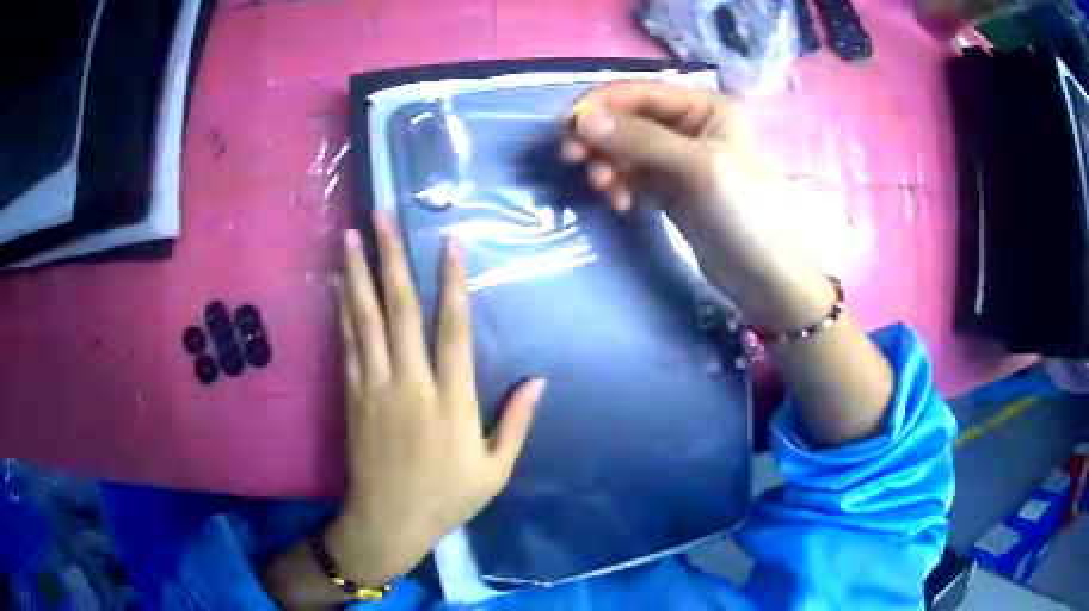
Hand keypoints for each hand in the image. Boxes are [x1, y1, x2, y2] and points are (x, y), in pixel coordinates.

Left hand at [328, 216, 545, 585]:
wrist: (388, 521)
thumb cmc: (447, 497)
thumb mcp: (496, 470)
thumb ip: (516, 423)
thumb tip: (539, 381)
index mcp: (450, 401)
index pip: (452, 329)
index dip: (452, 282)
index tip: (450, 242)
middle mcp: (410, 383)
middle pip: (399, 310)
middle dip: (390, 258)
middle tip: (381, 215)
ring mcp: (375, 387)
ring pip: (365, 319)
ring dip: (358, 273)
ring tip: (350, 234)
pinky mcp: (353, 395)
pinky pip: (349, 344)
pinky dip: (344, 310)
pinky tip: (341, 284)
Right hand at [562, 81, 831, 330]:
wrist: (765, 276)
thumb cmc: (744, 213)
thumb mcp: (697, 167)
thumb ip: (639, 139)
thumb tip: (581, 119)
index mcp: (703, 106)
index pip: (639, 92)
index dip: (600, 105)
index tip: (569, 130)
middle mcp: (689, 125)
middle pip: (627, 119)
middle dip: (600, 138)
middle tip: (574, 161)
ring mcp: (678, 158)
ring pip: (625, 148)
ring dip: (608, 164)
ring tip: (607, 190)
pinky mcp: (670, 188)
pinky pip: (632, 175)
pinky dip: (620, 184)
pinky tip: (622, 203)